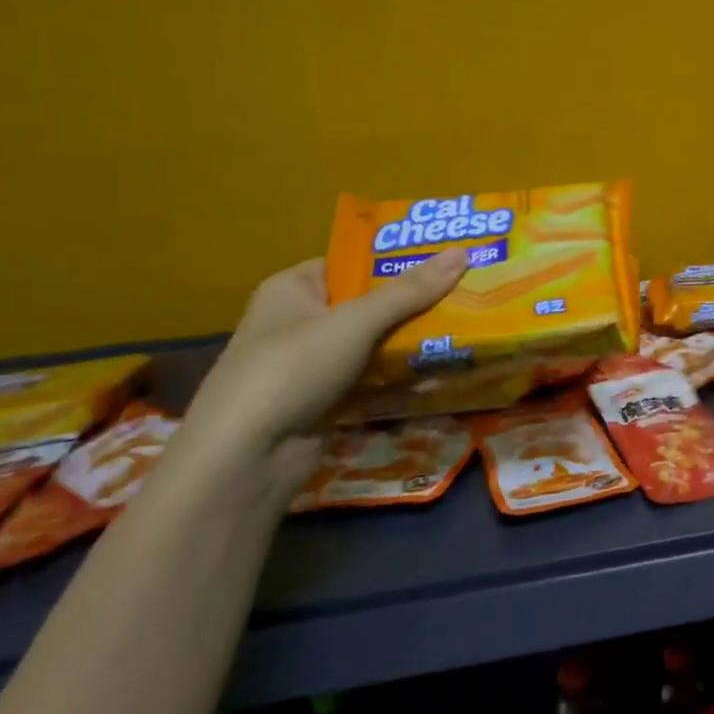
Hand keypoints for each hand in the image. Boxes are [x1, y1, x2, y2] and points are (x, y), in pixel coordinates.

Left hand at [173, 249, 469, 506]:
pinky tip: (441, 376)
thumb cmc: (291, 370)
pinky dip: (401, 379)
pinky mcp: (326, 401)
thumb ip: (409, 291)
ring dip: (413, 343)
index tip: (446, 257)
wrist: (245, 460)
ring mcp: (313, 365)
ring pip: (374, 344)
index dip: (396, 259)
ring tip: (466, 331)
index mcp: (293, 288)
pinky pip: (372, 380)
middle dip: (415, 303)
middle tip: (467, 294)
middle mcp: (301, 321)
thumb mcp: (354, 323)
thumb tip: (462, 253)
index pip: (352, 262)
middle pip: (369, 304)